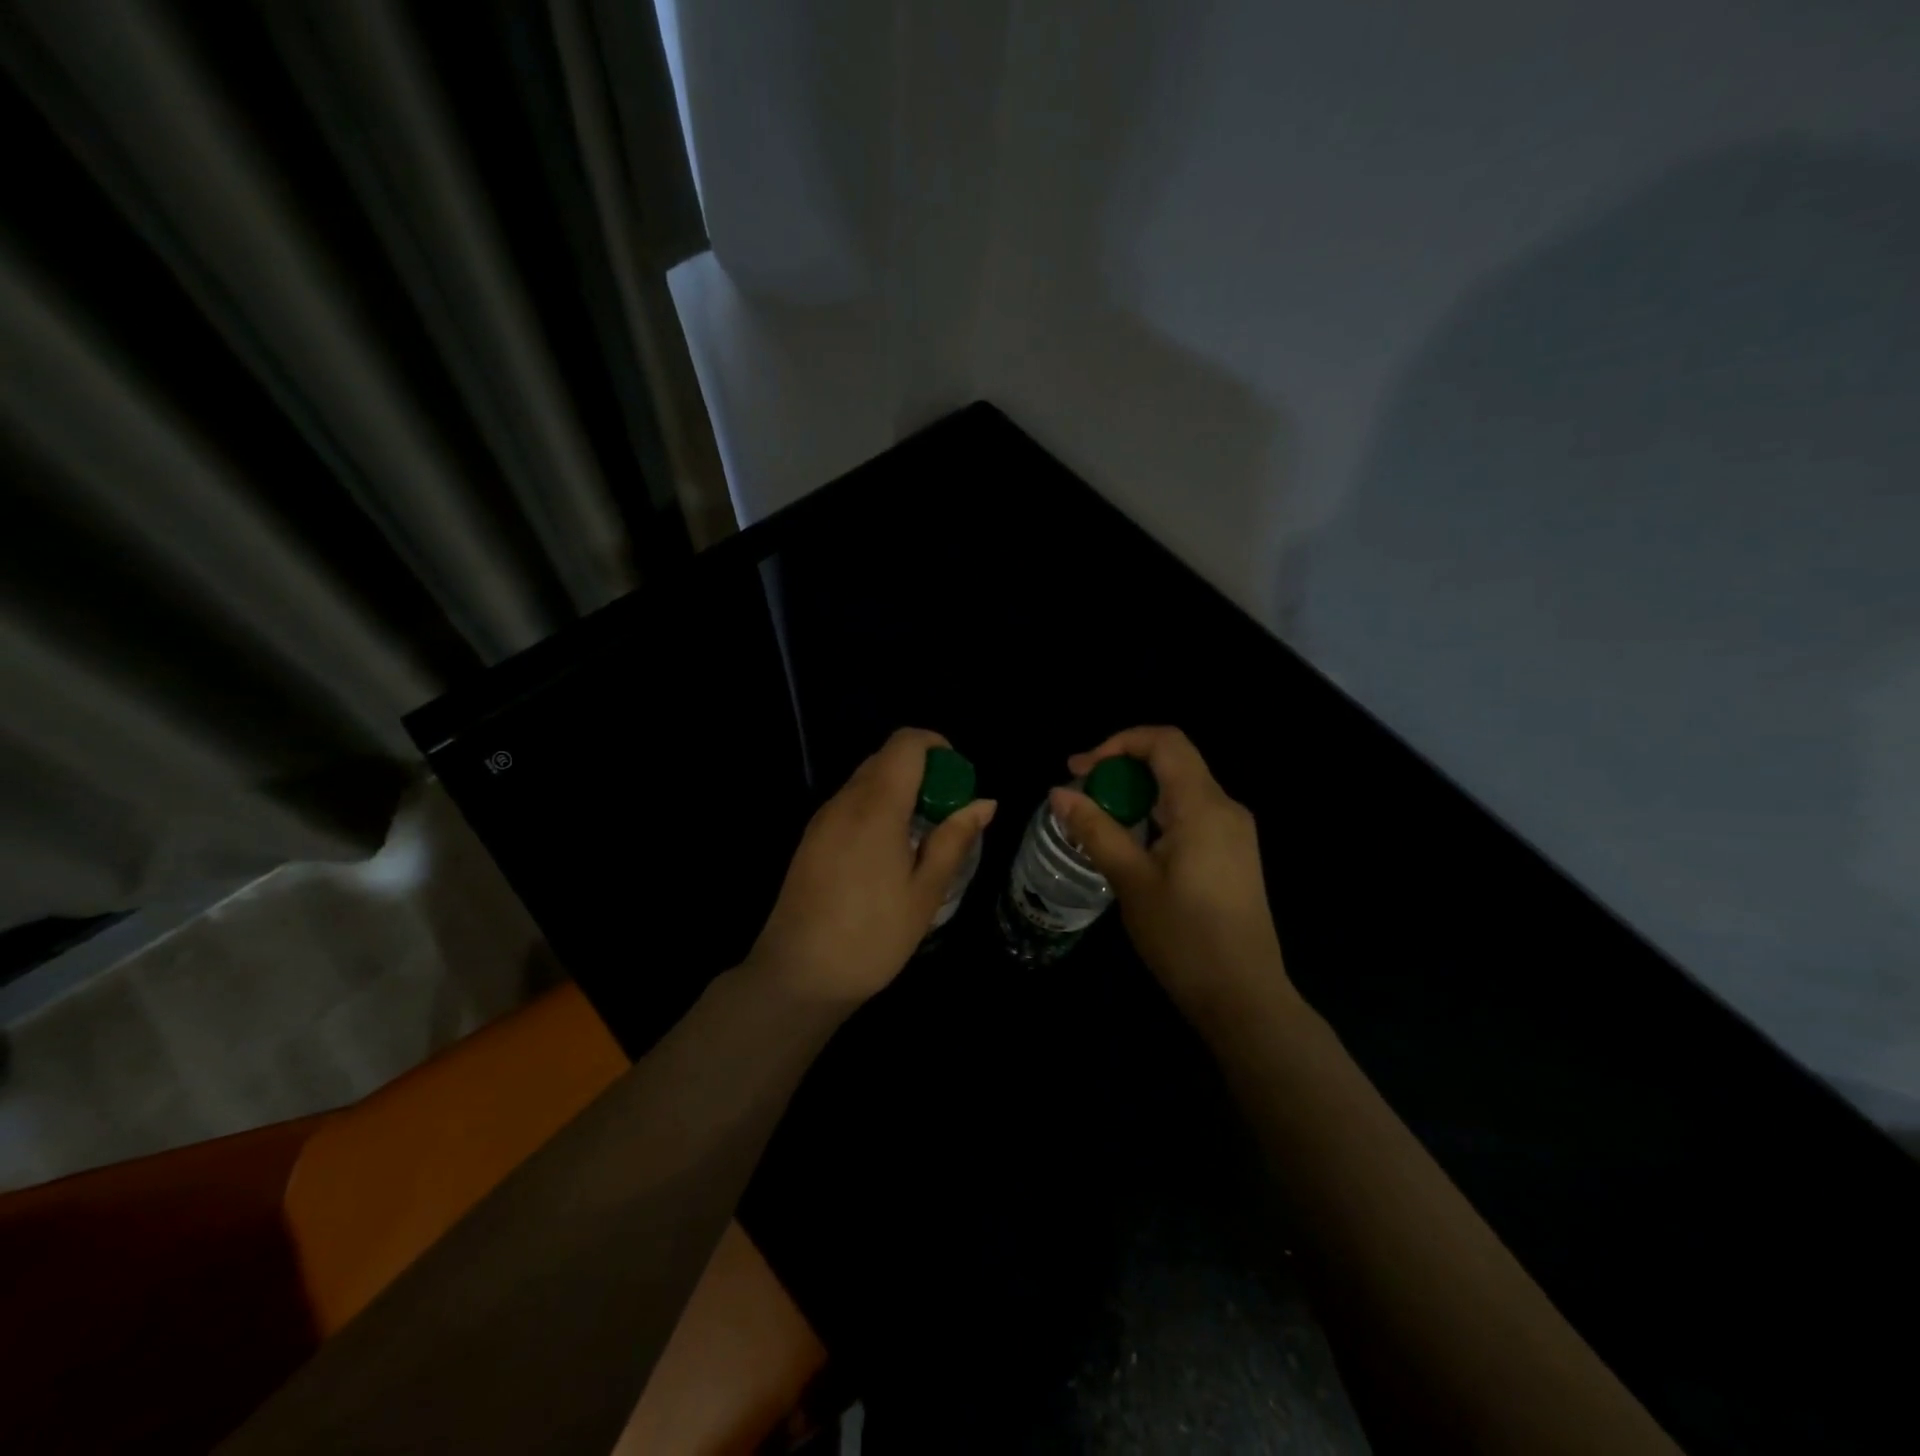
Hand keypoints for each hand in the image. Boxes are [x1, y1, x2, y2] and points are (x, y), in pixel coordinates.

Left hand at [747, 728, 995, 1008]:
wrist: (798, 976)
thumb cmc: (872, 937)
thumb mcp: (925, 892)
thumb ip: (954, 840)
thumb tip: (984, 803)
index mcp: (877, 806)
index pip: (906, 743)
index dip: (937, 746)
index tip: (958, 780)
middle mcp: (845, 801)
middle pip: (886, 758)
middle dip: (923, 772)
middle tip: (946, 814)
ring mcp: (823, 819)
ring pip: (866, 780)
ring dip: (899, 791)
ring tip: (921, 837)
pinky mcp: (811, 839)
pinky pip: (850, 804)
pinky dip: (876, 808)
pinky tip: (888, 853)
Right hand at [1052, 726, 1293, 1030]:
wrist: (1244, 998)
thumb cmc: (1184, 938)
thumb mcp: (1131, 881)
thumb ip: (1095, 830)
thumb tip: (1059, 792)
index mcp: (1204, 806)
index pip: (1164, 741)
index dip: (1118, 743)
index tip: (1080, 770)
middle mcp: (1226, 808)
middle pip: (1173, 761)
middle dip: (1122, 768)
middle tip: (1081, 794)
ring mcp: (1235, 832)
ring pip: (1181, 789)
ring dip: (1137, 793)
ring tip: (1099, 820)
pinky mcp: (1234, 854)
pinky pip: (1192, 814)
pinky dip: (1157, 814)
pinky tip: (1133, 844)